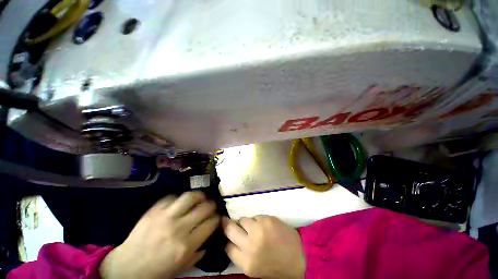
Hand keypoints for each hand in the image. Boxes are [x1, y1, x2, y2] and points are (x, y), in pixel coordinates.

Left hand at [100, 192, 219, 278]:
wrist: (126, 268)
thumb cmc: (156, 271)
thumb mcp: (181, 268)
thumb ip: (198, 252)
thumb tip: (209, 236)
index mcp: (186, 245)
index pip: (211, 223)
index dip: (217, 218)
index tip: (217, 217)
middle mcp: (178, 228)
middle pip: (204, 207)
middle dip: (212, 205)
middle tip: (212, 205)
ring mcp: (165, 216)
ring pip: (190, 196)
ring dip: (199, 195)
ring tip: (201, 197)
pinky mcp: (154, 210)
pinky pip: (172, 197)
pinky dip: (179, 198)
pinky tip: (180, 202)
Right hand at [223, 215, 304, 278]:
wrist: (300, 259)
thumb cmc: (276, 266)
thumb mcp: (255, 269)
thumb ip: (241, 255)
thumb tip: (231, 239)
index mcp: (247, 263)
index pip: (227, 247)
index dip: (226, 240)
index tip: (228, 236)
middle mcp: (250, 245)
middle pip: (230, 229)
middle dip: (227, 224)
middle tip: (226, 221)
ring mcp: (259, 230)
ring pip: (243, 220)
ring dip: (246, 223)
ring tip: (253, 227)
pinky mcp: (268, 219)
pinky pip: (255, 216)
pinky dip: (257, 220)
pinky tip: (264, 226)